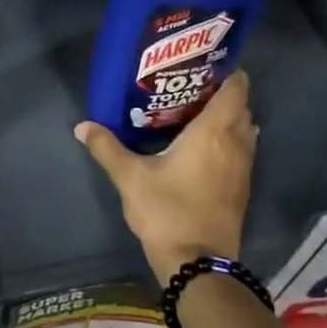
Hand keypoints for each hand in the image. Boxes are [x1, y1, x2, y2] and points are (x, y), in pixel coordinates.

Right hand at [74, 70, 256, 286]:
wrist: (198, 264)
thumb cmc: (166, 210)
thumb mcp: (129, 177)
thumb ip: (107, 147)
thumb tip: (82, 126)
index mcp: (213, 132)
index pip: (236, 90)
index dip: (229, 73)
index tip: (208, 64)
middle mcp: (235, 144)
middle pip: (241, 109)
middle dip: (223, 94)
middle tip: (193, 87)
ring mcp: (243, 169)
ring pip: (244, 132)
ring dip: (229, 120)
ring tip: (197, 114)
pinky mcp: (241, 189)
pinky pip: (241, 152)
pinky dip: (229, 142)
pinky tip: (203, 148)